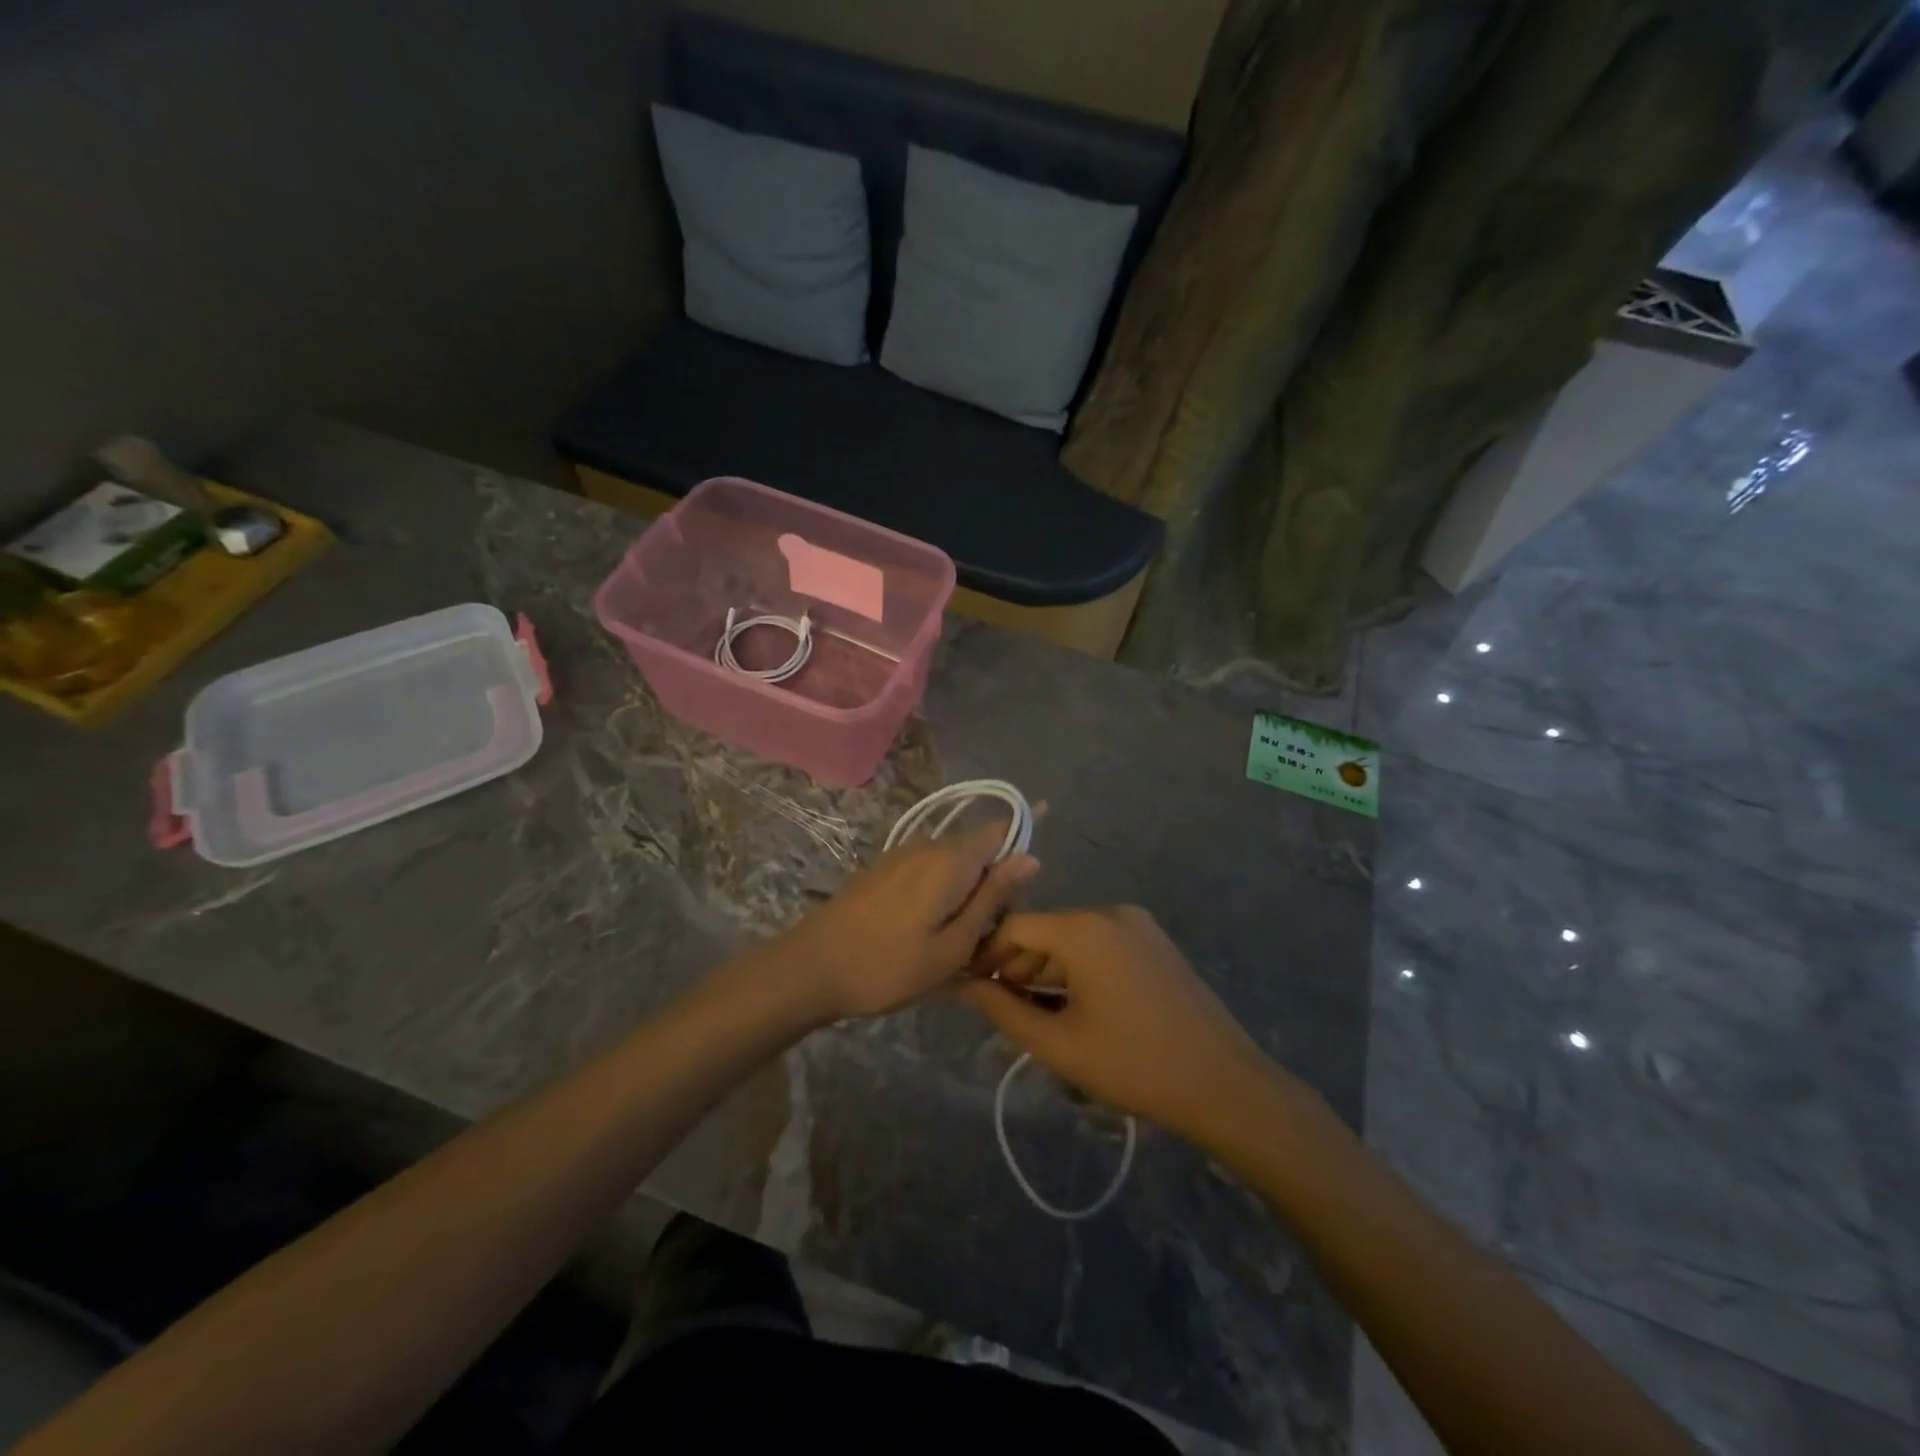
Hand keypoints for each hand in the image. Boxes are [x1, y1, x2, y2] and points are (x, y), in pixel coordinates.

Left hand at [775, 820, 1038, 1021]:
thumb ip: (992, 898)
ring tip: (962, 941)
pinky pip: (929, 870)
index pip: (1000, 829)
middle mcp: (928, 845)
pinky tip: (932, 930)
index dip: (1025, 828)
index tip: (1044, 843)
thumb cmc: (889, 966)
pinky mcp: (884, 869)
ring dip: (967, 890)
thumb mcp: (953, 945)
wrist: (810, 968)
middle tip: (993, 934)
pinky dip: (943, 892)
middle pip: (979, 849)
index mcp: (951, 860)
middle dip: (996, 879)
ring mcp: (902, 855)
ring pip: (953, 862)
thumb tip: (1031, 856)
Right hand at [957, 906, 1283, 1140]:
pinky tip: (1072, 1005)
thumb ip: (1003, 1009)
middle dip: (1017, 965)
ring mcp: (1139, 925)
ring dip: (1047, 969)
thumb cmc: (1133, 1063)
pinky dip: (1079, 968)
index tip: (968, 986)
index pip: (1016, 926)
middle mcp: (1111, 913)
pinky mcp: (1156, 943)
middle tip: (1000, 1007)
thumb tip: (961, 986)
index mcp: (1084, 928)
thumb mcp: (1058, 1043)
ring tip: (1033, 1013)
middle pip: (1046, 930)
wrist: (1224, 1084)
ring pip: (1074, 938)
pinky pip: (1102, 945)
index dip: (987, 954)